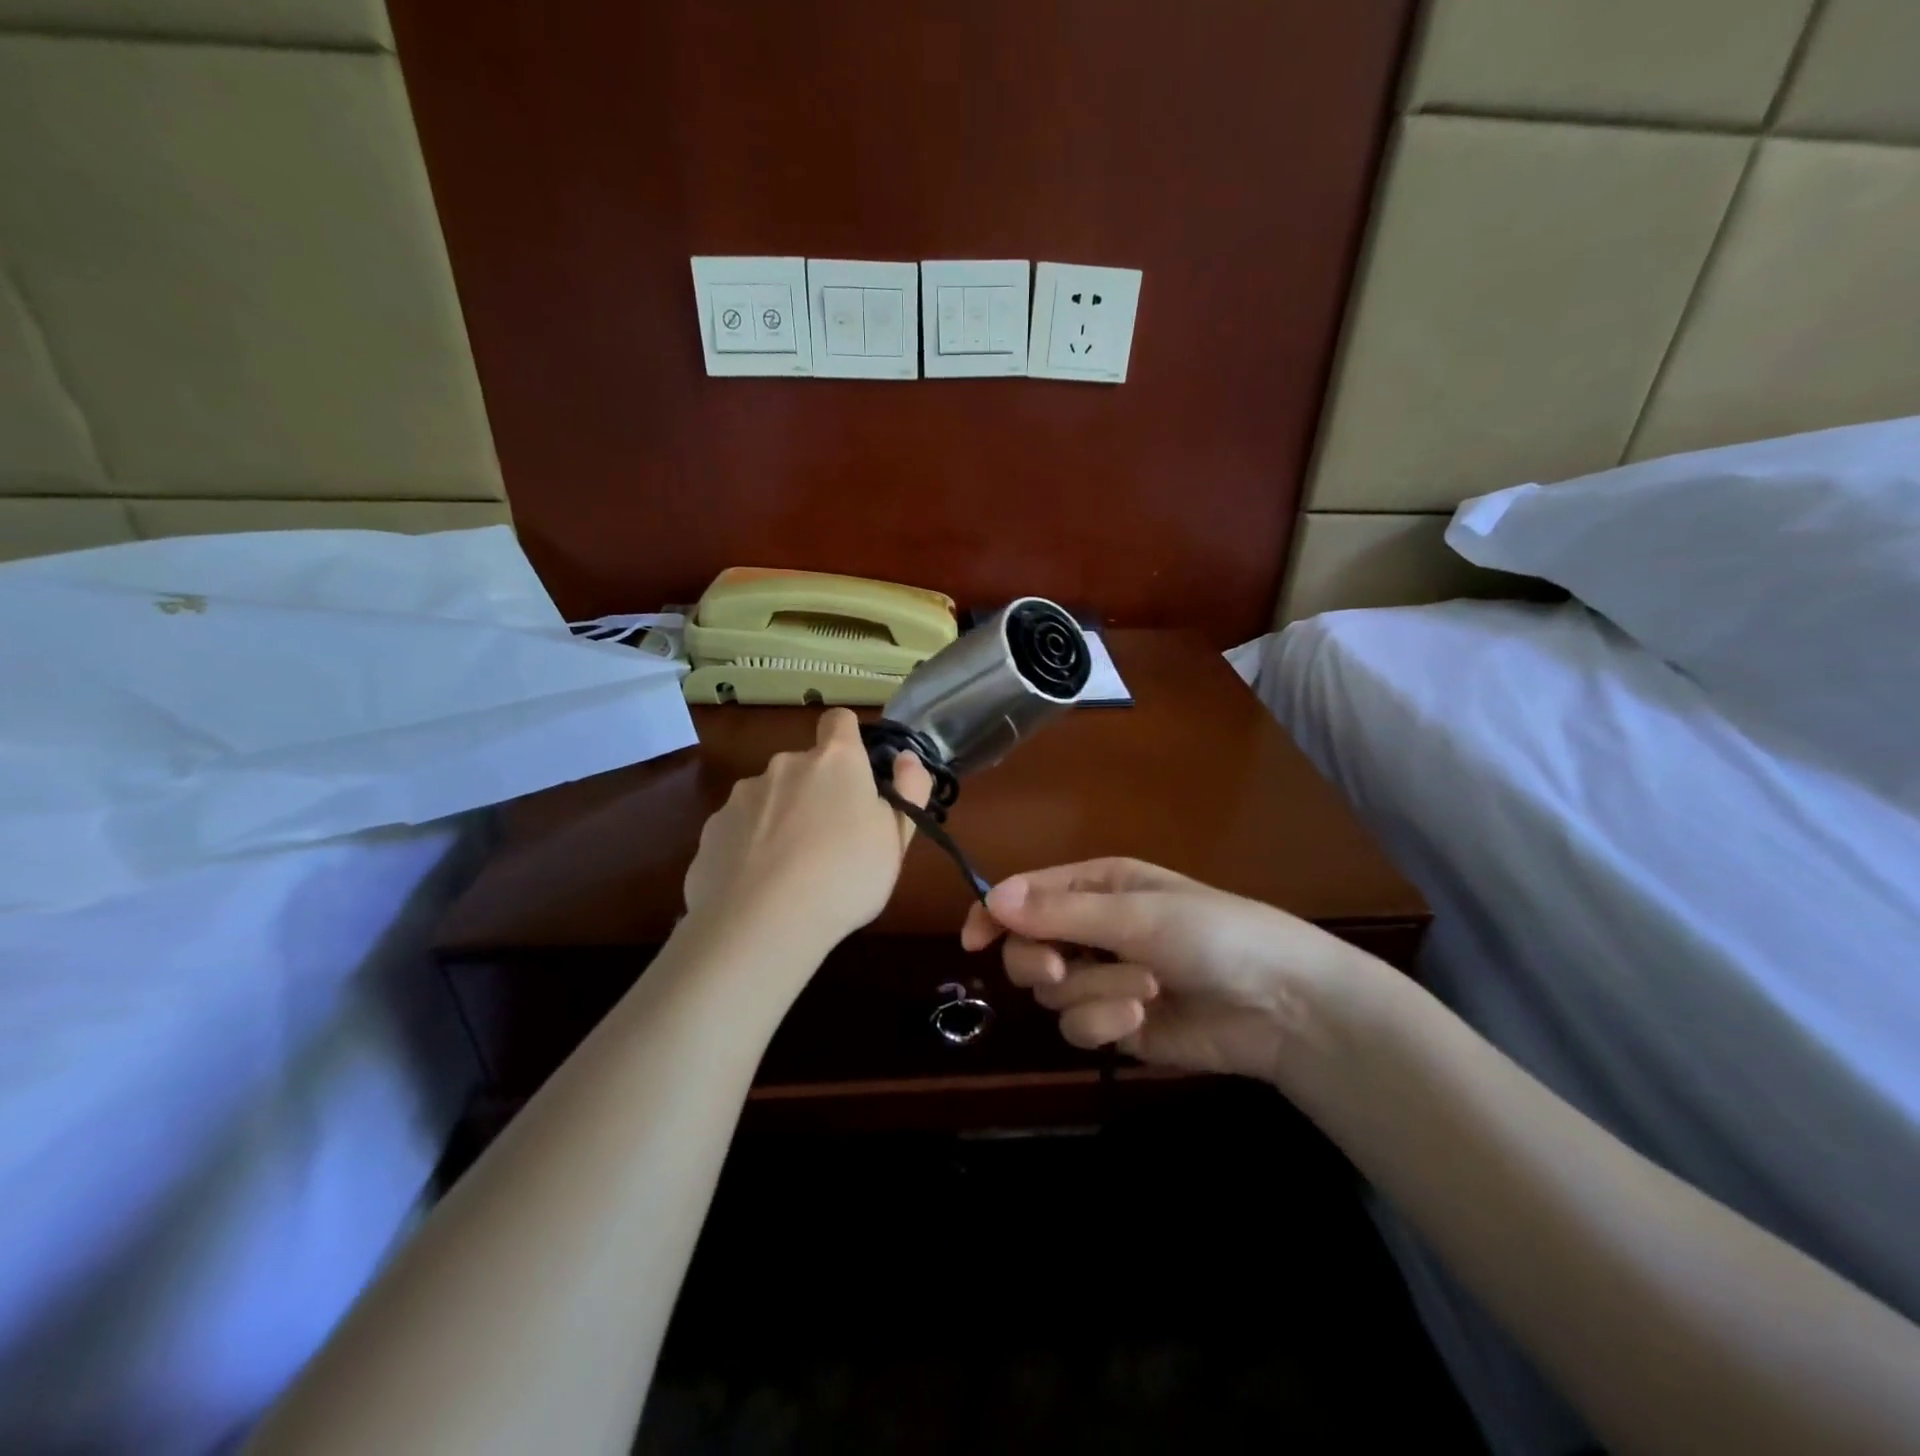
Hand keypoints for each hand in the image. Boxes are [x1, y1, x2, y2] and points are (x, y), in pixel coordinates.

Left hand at [683, 707, 932, 950]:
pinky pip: (740, 829)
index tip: (856, 774)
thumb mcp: (896, 839)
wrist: (761, 923)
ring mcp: (743, 795)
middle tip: (832, 840)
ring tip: (791, 869)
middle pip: (805, 766)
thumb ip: (910, 789)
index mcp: (835, 760)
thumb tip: (906, 758)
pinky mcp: (713, 828)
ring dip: (782, 818)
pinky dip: (750, 846)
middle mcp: (785, 764)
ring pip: (770, 797)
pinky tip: (759, 884)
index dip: (849, 739)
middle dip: (816, 791)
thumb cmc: (845, 875)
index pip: (839, 721)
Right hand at [959, 858, 1365, 1082]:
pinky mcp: (1115, 1025)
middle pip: (1027, 949)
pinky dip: (1103, 1022)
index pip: (1024, 896)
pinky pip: (1078, 1026)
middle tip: (1061, 967)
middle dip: (1040, 960)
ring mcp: (1102, 980)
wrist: (1281, 1004)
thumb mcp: (1135, 914)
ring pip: (1052, 993)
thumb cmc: (1212, 933)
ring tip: (1144, 989)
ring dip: (1093, 992)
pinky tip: (1140, 1019)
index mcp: (1094, 887)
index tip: (972, 941)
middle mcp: (1091, 930)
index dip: (992, 914)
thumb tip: (990, 898)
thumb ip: (1060, 911)